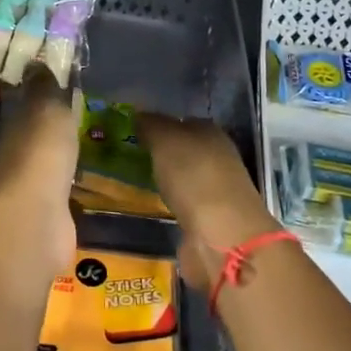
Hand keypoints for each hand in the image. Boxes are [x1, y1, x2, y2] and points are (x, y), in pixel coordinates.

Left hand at [0, 78, 78, 278]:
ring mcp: (27, 190)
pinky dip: (67, 186)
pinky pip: (58, 193)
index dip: (37, 95)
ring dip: (56, 158)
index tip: (55, 85)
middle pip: (31, 137)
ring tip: (82, 147)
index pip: (23, 106)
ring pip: (43, 166)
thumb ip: (44, 88)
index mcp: (12, 128)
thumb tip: (35, 60)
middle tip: (75, 115)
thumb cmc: (40, 156)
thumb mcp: (46, 110)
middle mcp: (13, 157)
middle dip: (47, 128)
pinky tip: (82, 183)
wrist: (35, 222)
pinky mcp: (45, 217)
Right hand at [136, 115, 268, 256]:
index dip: (159, 125)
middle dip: (160, 153)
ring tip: (135, 180)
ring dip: (164, 179)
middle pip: (184, 150)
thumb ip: (151, 125)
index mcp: (211, 133)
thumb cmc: (194, 176)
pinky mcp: (209, 219)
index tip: (133, 132)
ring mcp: (215, 190)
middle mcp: (217, 158)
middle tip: (128, 156)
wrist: (222, 236)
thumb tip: (139, 115)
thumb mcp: (166, 140)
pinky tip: (152, 204)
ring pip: (183, 177)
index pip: (182, 121)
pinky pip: (182, 203)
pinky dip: (169, 203)